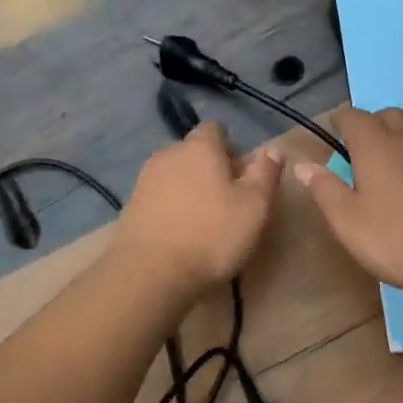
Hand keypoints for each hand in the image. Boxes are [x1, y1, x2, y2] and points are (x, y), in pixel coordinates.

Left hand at [117, 123, 283, 293]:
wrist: (151, 273)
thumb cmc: (212, 234)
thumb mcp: (254, 206)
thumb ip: (265, 173)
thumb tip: (272, 149)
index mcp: (200, 147)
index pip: (215, 129)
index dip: (231, 148)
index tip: (241, 175)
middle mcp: (168, 154)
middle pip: (194, 152)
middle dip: (210, 168)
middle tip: (227, 200)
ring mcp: (144, 180)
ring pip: (174, 175)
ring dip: (189, 188)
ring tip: (203, 219)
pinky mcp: (130, 206)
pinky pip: (158, 197)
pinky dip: (170, 207)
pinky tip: (180, 233)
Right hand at [292, 108, 402, 309]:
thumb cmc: (399, 241)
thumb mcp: (349, 222)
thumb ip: (324, 189)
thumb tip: (302, 165)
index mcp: (377, 144)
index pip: (353, 116)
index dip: (340, 120)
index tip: (334, 131)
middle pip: (389, 115)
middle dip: (373, 125)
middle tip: (364, 152)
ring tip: (398, 161)